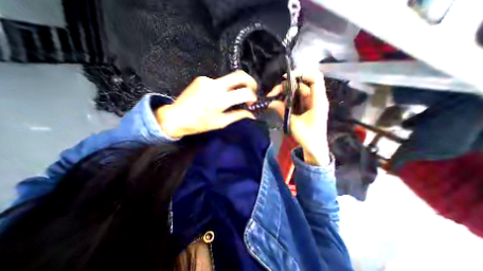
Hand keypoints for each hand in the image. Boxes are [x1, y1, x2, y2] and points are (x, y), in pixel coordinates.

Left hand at [156, 69, 257, 136]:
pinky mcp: (202, 78)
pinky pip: (219, 81)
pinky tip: (218, 96)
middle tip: (252, 90)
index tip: (252, 102)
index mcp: (220, 100)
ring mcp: (208, 80)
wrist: (176, 116)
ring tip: (233, 97)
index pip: (245, 92)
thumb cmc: (199, 123)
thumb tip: (252, 114)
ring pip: (229, 78)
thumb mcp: (221, 122)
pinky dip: (224, 87)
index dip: (253, 96)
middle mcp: (215, 85)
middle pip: (240, 75)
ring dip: (236, 86)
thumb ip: (238, 115)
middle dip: (250, 81)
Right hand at [268, 69, 331, 165]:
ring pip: (298, 91)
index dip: (302, 73)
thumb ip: (282, 110)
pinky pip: (296, 99)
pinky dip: (288, 99)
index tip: (286, 79)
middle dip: (286, 86)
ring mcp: (311, 103)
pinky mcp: (306, 108)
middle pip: (302, 84)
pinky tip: (279, 103)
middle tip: (273, 93)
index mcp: (318, 101)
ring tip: (273, 98)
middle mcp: (315, 99)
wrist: (314, 148)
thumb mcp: (293, 123)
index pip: (315, 78)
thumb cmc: (308, 137)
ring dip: (285, 93)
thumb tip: (270, 102)